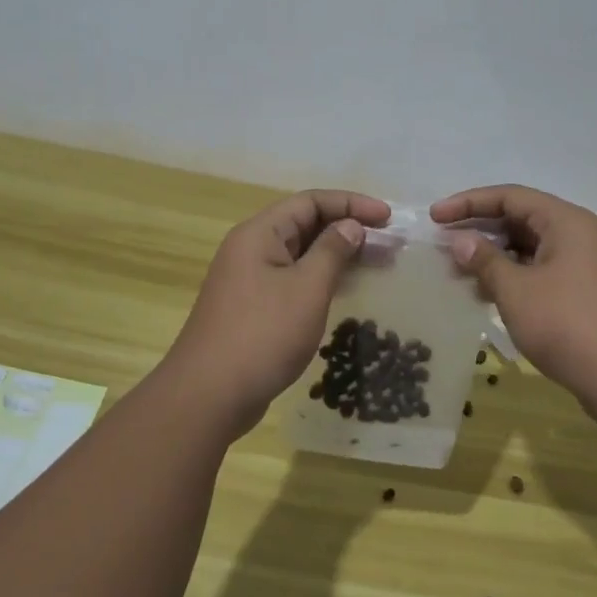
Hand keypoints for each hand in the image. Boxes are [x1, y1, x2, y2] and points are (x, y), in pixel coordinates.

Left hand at [164, 190, 391, 431]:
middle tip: (388, 244)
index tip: (388, 218)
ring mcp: (248, 280)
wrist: (208, 395)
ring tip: (375, 265)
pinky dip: (320, 280)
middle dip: (347, 228)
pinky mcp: (252, 308)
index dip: (352, 203)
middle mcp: (250, 249)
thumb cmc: (262, 334)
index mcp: (259, 233)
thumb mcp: (307, 288)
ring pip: (300, 255)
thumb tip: (350, 226)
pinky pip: (292, 280)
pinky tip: (343, 292)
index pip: (311, 201)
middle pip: (304, 224)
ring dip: (336, 255)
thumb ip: (332, 251)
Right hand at [430, 185, 596, 410]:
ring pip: (533, 249)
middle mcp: (582, 235)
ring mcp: (589, 266)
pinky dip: (516, 278)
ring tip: (460, 274)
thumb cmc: (570, 326)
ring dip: (496, 258)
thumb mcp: (517, 292)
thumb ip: (485, 261)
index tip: (435, 217)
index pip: (510, 196)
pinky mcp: (591, 294)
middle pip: (523, 219)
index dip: (468, 203)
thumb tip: (461, 241)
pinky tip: (491, 297)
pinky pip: (545, 272)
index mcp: (567, 222)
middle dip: (480, 231)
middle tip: (443, 246)